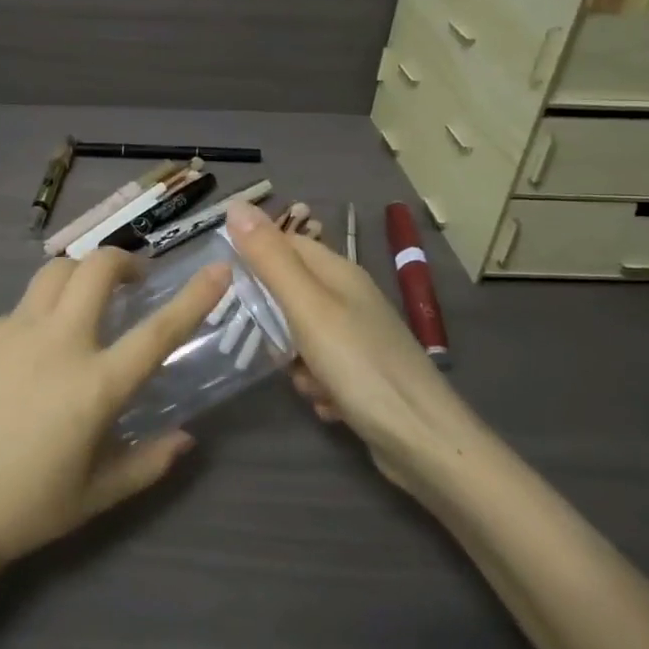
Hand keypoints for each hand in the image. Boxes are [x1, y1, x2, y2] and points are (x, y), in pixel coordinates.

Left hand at [0, 250, 228, 577]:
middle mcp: (57, 343)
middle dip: (124, 260)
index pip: (157, 331)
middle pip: (96, 268)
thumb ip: (149, 463)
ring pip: (55, 273)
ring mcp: (14, 332)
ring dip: (81, 275)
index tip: (217, 269)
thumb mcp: (98, 496)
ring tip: (89, 301)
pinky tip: (38, 349)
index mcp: (94, 385)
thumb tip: (186, 438)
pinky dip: (44, 310)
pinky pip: (23, 306)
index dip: (194, 297)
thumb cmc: (25, 508)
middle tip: (134, 282)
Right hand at [225, 201, 482, 492]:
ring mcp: (357, 338)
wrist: (424, 443)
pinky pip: (319, 370)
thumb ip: (270, 258)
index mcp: (338, 273)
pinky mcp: (361, 374)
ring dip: (294, 362)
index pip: (284, 243)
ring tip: (308, 379)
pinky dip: (316, 386)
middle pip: (288, 293)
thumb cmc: (360, 366)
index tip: (223, 282)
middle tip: (268, 343)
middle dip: (271, 322)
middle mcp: (349, 298)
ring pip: (299, 337)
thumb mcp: (306, 307)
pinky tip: (328, 403)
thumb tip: (236, 205)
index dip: (253, 256)